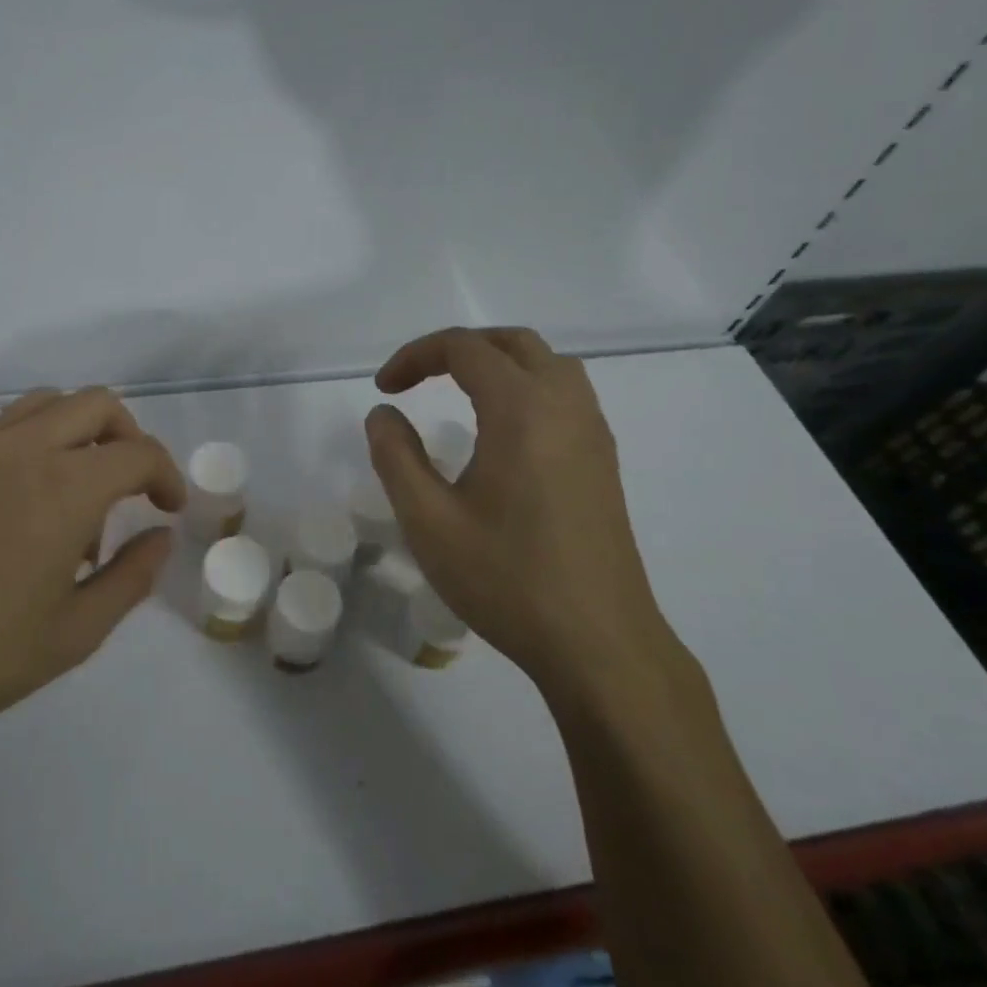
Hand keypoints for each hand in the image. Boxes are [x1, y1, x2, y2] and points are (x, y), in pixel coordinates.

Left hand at [0, 387, 184, 778]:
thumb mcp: (77, 631)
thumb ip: (133, 576)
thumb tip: (162, 536)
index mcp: (66, 487)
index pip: (139, 452)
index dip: (167, 476)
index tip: (169, 510)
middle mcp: (25, 448)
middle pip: (98, 404)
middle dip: (130, 438)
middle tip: (132, 488)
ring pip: (49, 402)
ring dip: (80, 430)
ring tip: (76, 489)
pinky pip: (4, 423)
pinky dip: (33, 438)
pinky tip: (22, 495)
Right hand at [366, 327, 679, 707]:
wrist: (599, 644)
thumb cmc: (507, 579)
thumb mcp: (428, 521)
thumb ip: (396, 456)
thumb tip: (383, 414)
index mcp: (521, 409)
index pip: (464, 348)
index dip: (415, 356)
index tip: (385, 389)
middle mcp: (565, 405)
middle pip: (512, 342)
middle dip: (458, 349)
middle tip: (417, 380)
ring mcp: (593, 432)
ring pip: (547, 363)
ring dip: (498, 362)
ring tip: (459, 393)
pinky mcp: (603, 460)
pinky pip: (565, 393)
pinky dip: (526, 386)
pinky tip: (503, 431)